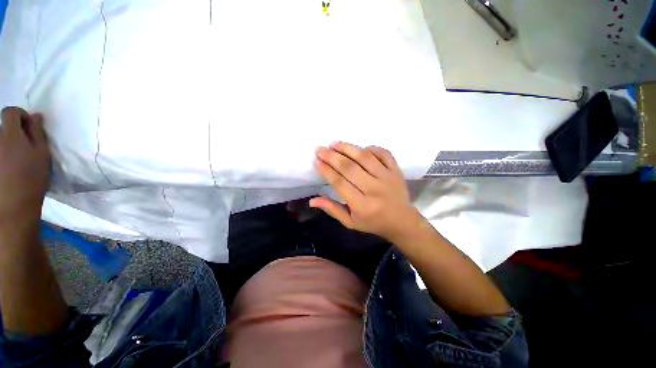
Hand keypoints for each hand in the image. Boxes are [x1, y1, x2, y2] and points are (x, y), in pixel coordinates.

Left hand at [0, 107, 50, 226]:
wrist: (14, 206)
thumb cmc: (32, 178)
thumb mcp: (42, 154)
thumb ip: (37, 132)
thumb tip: (35, 117)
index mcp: (10, 134)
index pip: (10, 112)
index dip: (20, 116)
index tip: (28, 128)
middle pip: (2, 127)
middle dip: (13, 132)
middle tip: (23, 147)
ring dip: (6, 144)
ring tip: (14, 160)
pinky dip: (2, 155)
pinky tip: (6, 168)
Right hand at [311, 141, 421, 241]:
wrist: (403, 222)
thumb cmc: (373, 223)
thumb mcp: (350, 222)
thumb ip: (332, 209)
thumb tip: (312, 200)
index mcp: (362, 206)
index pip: (340, 183)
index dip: (327, 171)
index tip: (317, 161)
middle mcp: (375, 189)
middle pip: (350, 168)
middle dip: (332, 156)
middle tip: (320, 149)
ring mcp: (388, 178)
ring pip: (365, 157)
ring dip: (348, 148)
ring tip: (334, 144)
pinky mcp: (396, 171)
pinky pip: (384, 153)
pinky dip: (372, 148)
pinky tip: (361, 148)